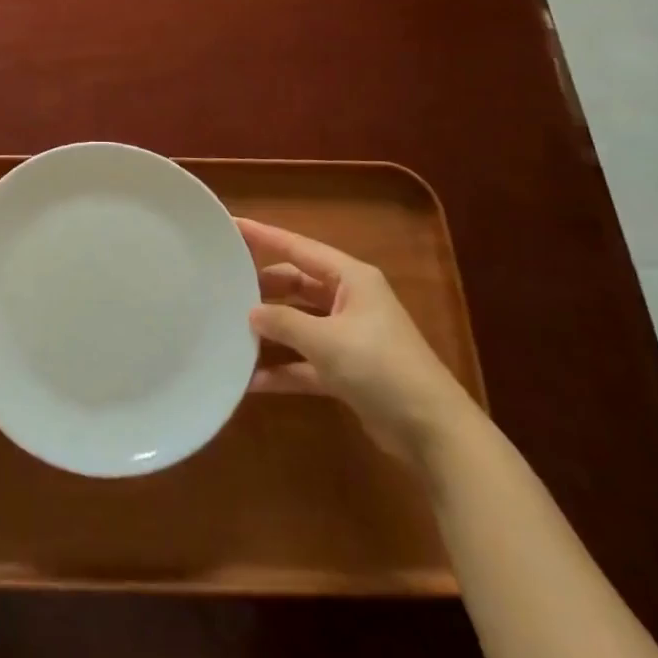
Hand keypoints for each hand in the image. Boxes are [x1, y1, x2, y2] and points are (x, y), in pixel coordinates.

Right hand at [239, 217, 475, 462]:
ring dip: (271, 330)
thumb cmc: (381, 368)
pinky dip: (284, 368)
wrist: (433, 432)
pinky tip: (253, 380)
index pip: (299, 247)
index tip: (231, 225)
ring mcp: (349, 336)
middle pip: (297, 284)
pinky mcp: (348, 371)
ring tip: (231, 329)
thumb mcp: (327, 341)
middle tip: (224, 286)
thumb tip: (251, 313)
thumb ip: (284, 323)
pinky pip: (306, 361)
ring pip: (300, 322)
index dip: (264, 236)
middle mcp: (350, 300)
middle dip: (263, 287)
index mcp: (351, 278)